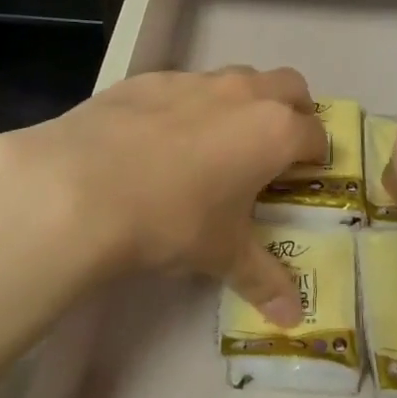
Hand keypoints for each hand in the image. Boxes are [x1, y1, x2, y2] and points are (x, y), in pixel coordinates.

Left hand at [0, 66, 326, 322]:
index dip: (315, 157)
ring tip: (215, 143)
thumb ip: (263, 280)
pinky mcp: (147, 78)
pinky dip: (187, 105)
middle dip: (292, 111)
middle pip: (289, 86)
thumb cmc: (171, 221)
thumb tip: (292, 319)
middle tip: (272, 149)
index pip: (315, 135)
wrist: (81, 187)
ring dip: (241, 103)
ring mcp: (192, 80)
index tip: (303, 177)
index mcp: (273, 131)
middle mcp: (241, 94)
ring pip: (236, 78)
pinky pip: (183, 85)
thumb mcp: (221, 254)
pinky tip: (158, 139)